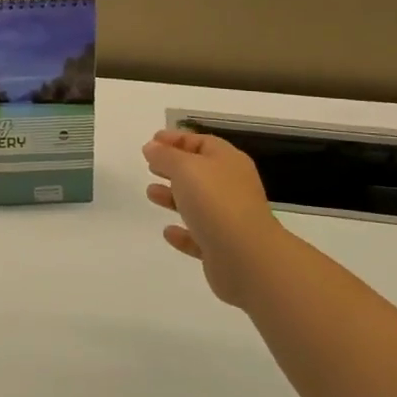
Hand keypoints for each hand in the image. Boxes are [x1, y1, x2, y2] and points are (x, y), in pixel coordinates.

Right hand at [142, 130, 285, 311]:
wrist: (247, 257)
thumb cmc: (215, 201)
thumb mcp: (185, 168)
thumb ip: (165, 156)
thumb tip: (151, 147)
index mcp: (228, 161)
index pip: (202, 142)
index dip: (176, 139)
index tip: (151, 142)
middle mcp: (232, 187)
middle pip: (200, 172)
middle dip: (173, 167)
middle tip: (150, 166)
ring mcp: (229, 219)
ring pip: (198, 203)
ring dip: (174, 197)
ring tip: (151, 193)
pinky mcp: (223, 248)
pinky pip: (199, 236)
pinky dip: (183, 233)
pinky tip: (168, 232)